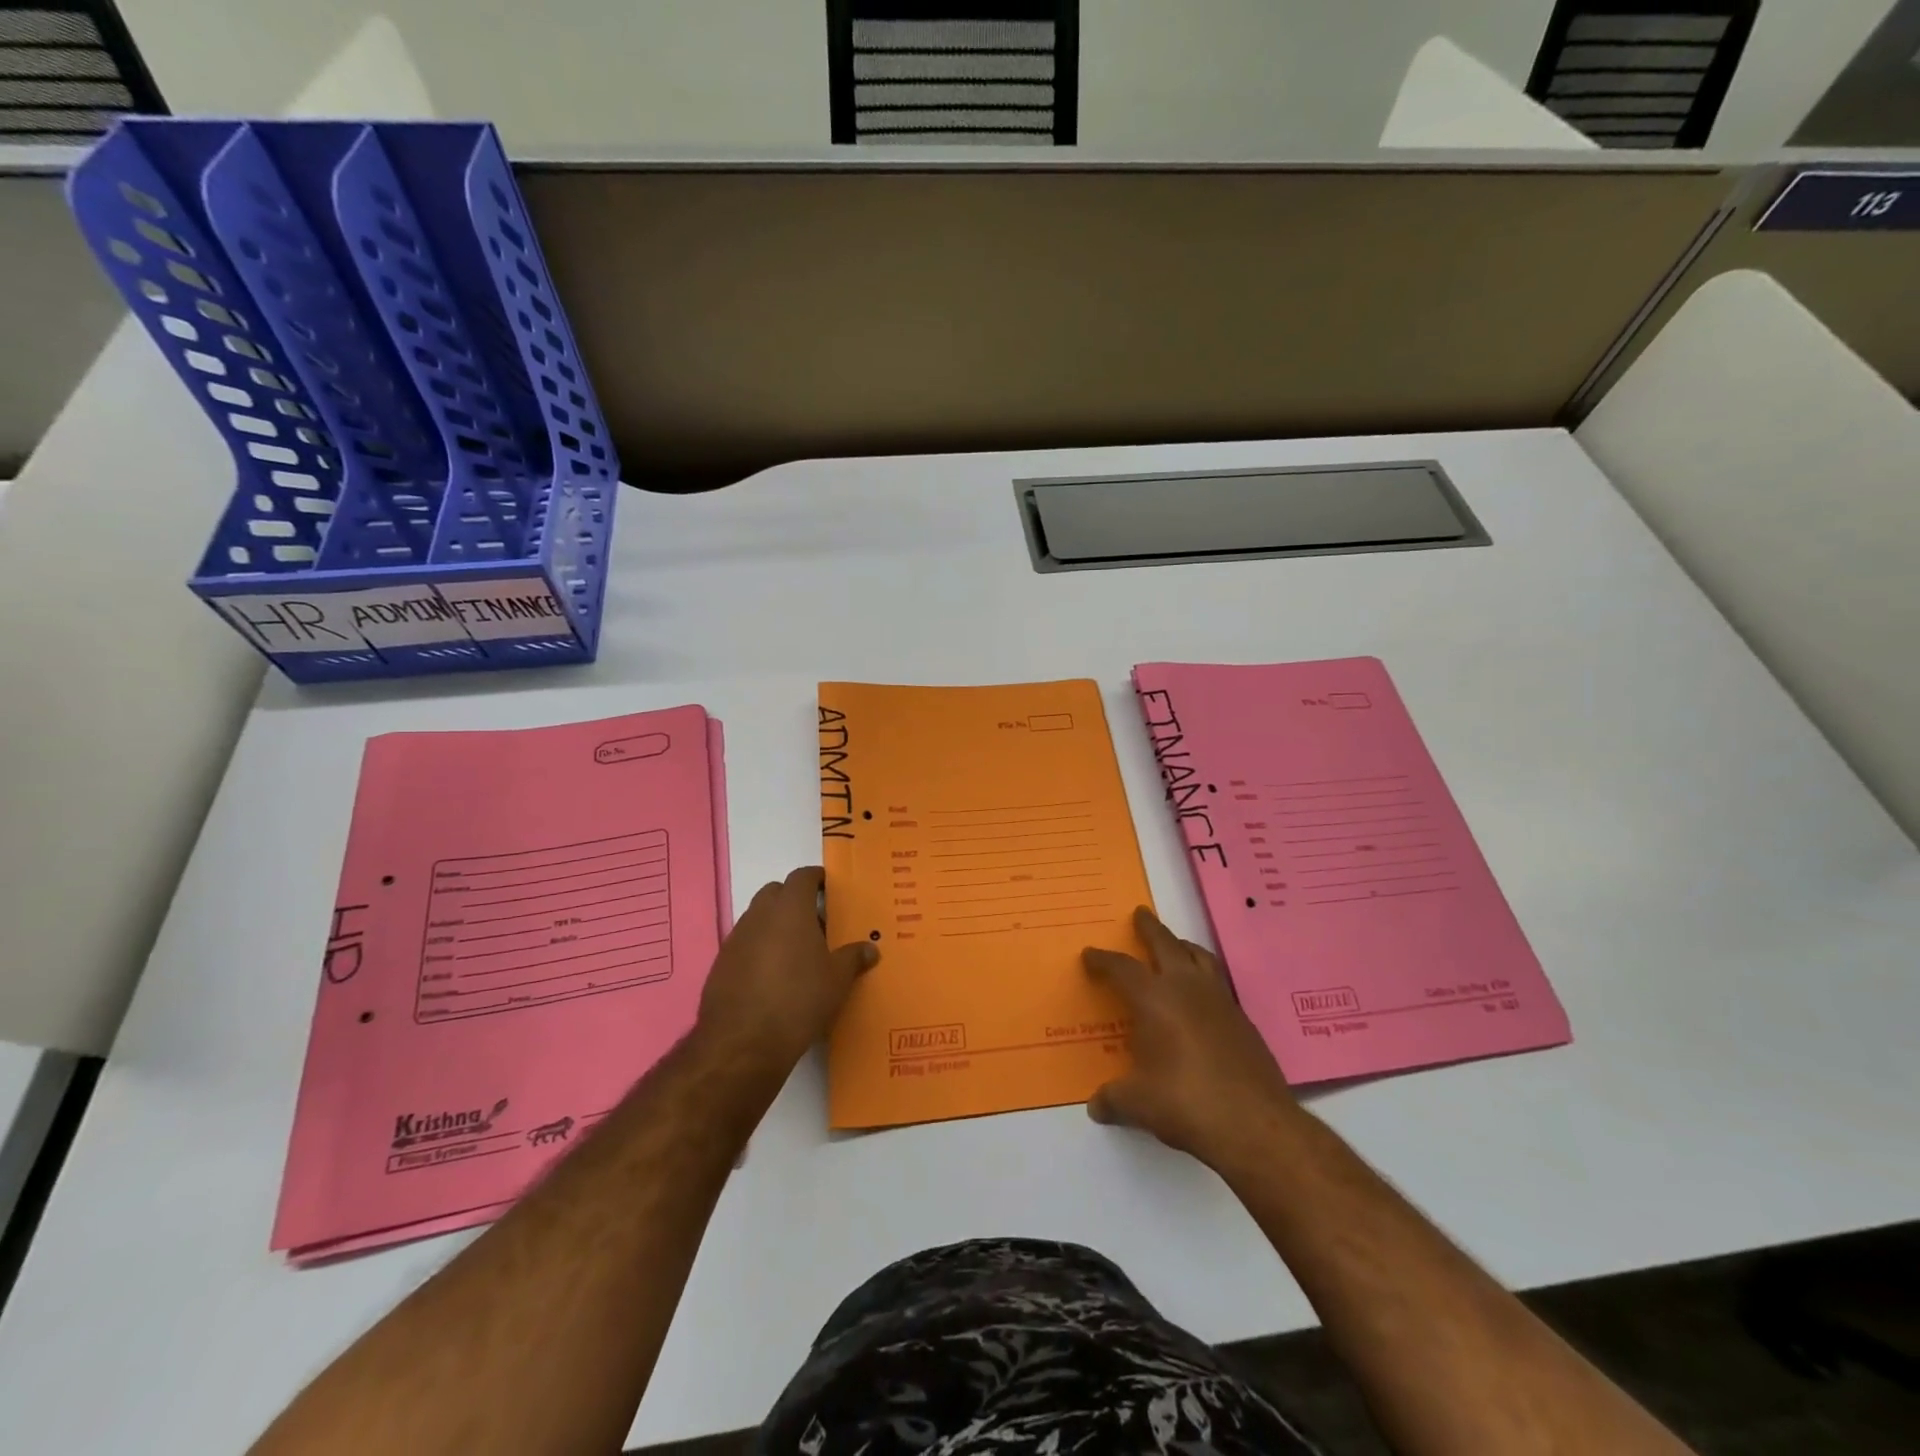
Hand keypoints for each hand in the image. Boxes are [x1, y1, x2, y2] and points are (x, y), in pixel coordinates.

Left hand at [696, 866, 876, 1074]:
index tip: (829, 887)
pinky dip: (759, 949)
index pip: (802, 876)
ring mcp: (736, 939)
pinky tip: (772, 977)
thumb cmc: (798, 1000)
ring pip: (757, 918)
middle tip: (815, 921)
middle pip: (776, 892)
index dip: (816, 878)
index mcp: (790, 910)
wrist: (742, 1044)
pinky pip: (744, 944)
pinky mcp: (720, 965)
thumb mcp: (837, 980)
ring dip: (775, 925)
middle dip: (794, 899)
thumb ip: (854, 958)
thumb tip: (870, 948)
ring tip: (796, 952)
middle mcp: (759, 916)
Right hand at [1084, 907, 1297, 1164]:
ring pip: (1199, 957)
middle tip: (1140, 913)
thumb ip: (1113, 1099)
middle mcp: (1187, 989)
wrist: (1255, 1124)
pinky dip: (1204, 977)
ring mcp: (1220, 1002)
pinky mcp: (1243, 1020)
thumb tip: (1096, 1106)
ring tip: (1175, 945)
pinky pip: (1218, 983)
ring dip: (1183, 946)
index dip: (1103, 960)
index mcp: (1154, 999)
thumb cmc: (1185, 1103)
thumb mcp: (1138, 1104)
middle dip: (1150, 928)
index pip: (1122, 969)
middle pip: (1166, 944)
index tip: (1090, 954)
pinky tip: (1200, 997)